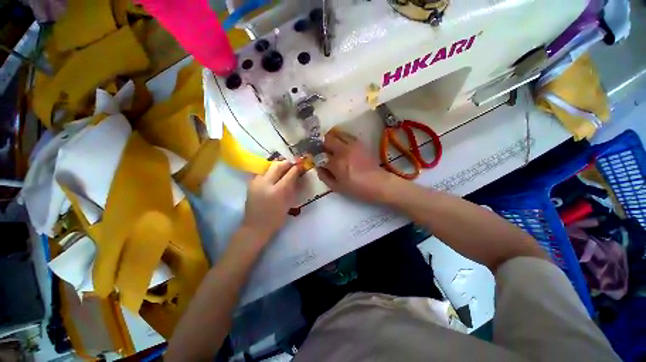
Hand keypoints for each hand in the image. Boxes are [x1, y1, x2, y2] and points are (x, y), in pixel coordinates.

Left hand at [242, 161, 302, 244]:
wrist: (255, 227)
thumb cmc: (275, 219)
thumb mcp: (288, 204)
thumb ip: (293, 188)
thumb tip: (298, 176)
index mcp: (277, 191)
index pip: (289, 174)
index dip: (296, 168)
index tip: (301, 165)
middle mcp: (265, 183)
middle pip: (277, 166)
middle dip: (286, 163)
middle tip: (292, 165)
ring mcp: (256, 182)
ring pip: (268, 167)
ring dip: (278, 166)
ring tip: (283, 169)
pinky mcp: (250, 183)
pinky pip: (262, 172)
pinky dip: (269, 171)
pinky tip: (273, 176)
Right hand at [317, 130, 395, 202]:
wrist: (378, 183)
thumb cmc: (356, 188)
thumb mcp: (337, 187)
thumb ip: (324, 176)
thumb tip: (318, 166)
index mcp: (336, 163)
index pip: (319, 154)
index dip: (315, 156)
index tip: (314, 158)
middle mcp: (342, 150)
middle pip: (326, 139)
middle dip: (321, 144)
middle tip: (322, 151)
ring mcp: (352, 145)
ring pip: (336, 134)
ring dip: (331, 139)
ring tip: (332, 147)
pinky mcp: (359, 143)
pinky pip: (346, 135)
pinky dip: (341, 138)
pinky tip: (342, 146)